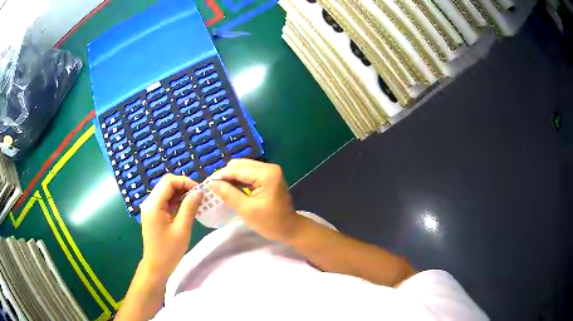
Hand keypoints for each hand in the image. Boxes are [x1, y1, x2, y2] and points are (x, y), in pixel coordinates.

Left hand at [139, 174, 202, 278]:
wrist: (156, 266)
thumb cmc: (169, 250)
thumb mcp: (182, 229)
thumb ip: (189, 207)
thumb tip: (199, 191)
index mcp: (153, 204)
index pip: (169, 181)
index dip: (185, 181)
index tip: (199, 191)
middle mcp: (149, 202)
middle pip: (166, 184)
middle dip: (183, 186)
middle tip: (199, 196)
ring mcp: (150, 208)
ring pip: (166, 192)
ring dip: (181, 193)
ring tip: (195, 202)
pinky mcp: (153, 214)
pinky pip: (165, 201)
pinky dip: (176, 201)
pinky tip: (187, 208)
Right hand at [208, 159, 299, 240]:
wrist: (289, 229)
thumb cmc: (269, 222)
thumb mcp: (246, 210)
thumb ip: (228, 194)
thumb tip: (211, 183)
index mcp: (266, 174)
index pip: (237, 170)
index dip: (220, 176)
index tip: (206, 183)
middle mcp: (269, 167)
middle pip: (240, 166)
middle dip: (226, 175)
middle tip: (213, 187)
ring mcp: (270, 171)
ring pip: (243, 168)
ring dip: (231, 177)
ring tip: (220, 188)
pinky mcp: (269, 176)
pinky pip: (249, 173)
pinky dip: (239, 180)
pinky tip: (231, 188)